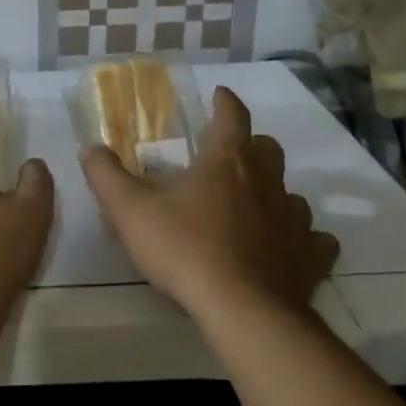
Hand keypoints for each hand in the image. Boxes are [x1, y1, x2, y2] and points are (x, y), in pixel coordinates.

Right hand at [81, 85, 338, 320]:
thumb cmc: (185, 249)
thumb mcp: (130, 211)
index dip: (225, 102)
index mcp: (226, 161)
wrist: (243, 310)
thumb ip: (106, 176)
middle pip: (267, 149)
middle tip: (227, 158)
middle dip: (250, 146)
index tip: (220, 95)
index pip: (232, 115)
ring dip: (273, 194)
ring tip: (251, 208)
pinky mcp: (310, 257)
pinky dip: (301, 239)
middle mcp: (266, 181)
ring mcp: (294, 219)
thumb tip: (91, 150)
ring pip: (291, 193)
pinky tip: (286, 250)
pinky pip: (314, 240)